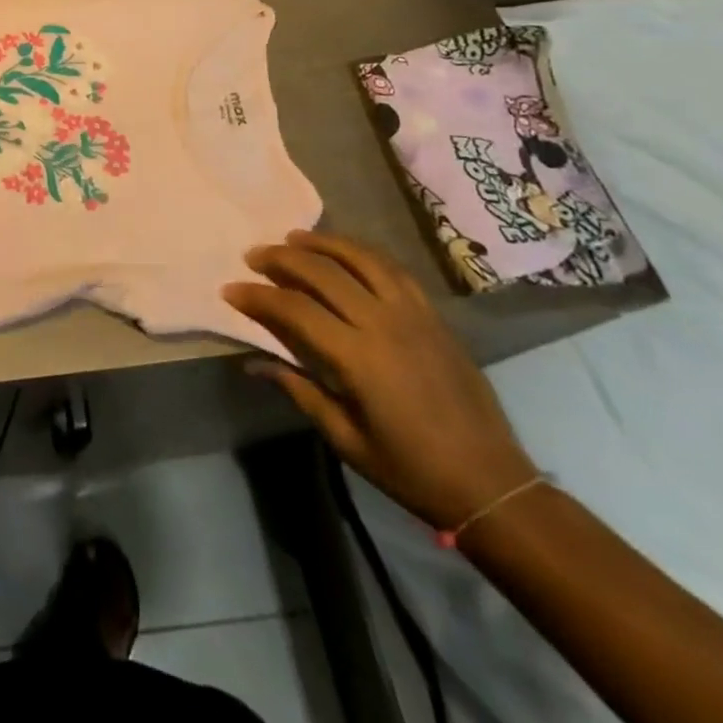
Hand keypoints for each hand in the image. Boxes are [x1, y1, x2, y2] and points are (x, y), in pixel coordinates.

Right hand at [223, 230, 535, 528]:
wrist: (491, 484)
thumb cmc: (410, 469)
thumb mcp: (346, 438)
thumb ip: (299, 390)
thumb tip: (254, 363)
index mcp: (359, 358)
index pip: (295, 309)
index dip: (258, 296)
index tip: (230, 290)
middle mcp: (384, 323)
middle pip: (323, 272)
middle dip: (282, 258)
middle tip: (254, 255)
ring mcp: (413, 315)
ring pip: (360, 258)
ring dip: (322, 243)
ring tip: (293, 237)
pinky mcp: (434, 316)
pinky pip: (393, 270)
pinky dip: (362, 253)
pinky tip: (344, 253)